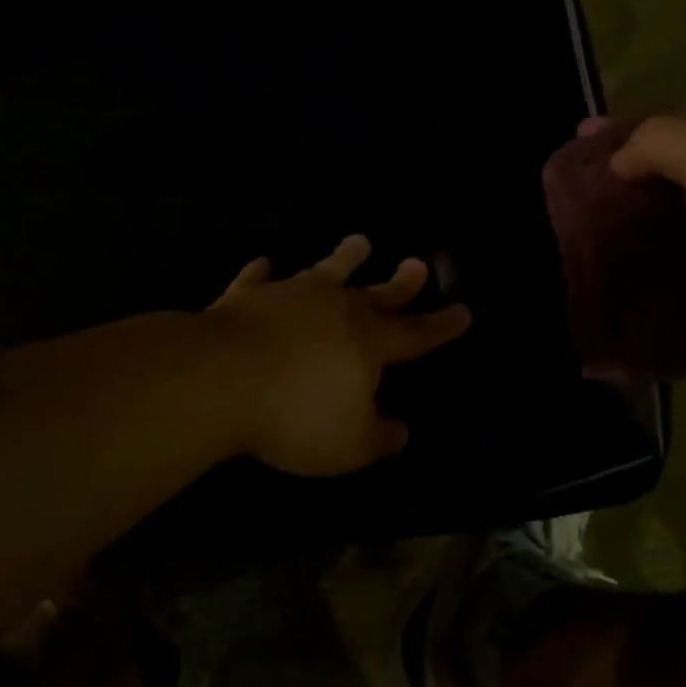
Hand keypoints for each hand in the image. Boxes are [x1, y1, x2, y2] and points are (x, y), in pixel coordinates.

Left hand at [205, 235, 471, 476]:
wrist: (222, 377)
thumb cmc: (296, 415)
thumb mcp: (349, 445)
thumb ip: (378, 437)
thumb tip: (400, 429)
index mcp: (368, 342)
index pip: (415, 334)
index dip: (440, 326)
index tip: (463, 311)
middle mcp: (335, 309)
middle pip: (376, 293)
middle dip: (401, 283)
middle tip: (418, 264)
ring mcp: (290, 296)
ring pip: (325, 271)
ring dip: (344, 257)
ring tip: (360, 241)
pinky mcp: (247, 296)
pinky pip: (258, 279)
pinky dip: (262, 273)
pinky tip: (263, 263)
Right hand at [603, 100, 685, 402]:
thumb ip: (658, 140)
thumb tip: (621, 161)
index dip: (641, 120)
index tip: (589, 136)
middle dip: (633, 164)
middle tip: (581, 174)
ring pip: (680, 206)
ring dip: (636, 208)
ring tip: (586, 213)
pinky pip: (680, 248)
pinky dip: (647, 247)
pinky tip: (612, 250)